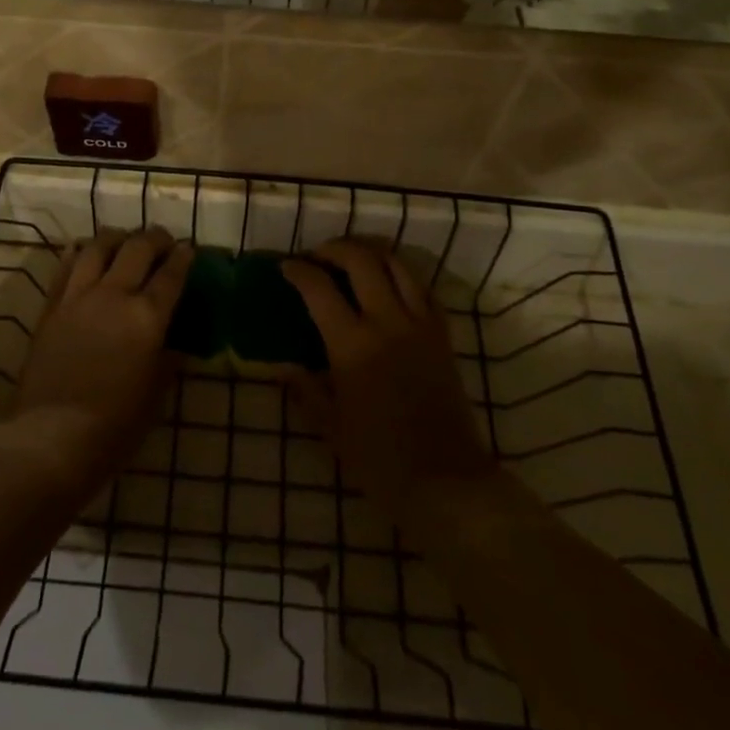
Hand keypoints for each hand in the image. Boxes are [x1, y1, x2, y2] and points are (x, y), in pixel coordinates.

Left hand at [4, 229, 190, 498]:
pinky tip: (85, 250)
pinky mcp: (52, 306)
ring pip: (99, 247)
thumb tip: (173, 343)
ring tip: (124, 240)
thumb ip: (166, 360)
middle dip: (154, 238)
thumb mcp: (154, 395)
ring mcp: (79, 297)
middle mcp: (114, 296)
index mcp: (147, 317)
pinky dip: (80, 252)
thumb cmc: (114, 427)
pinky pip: (66, 266)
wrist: (50, 437)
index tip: (187, 249)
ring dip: (116, 237)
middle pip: (137, 249)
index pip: (170, 275)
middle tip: (162, 240)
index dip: (182, 258)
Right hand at [281, 240, 497, 523]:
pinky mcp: (442, 334)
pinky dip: (403, 275)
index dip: (298, 271)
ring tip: (353, 258)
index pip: (318, 289)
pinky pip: (423, 289)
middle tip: (318, 256)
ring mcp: (419, 324)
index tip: (286, 267)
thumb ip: (306, 390)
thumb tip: (283, 366)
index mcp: (352, 345)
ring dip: (370, 252)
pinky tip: (390, 283)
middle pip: (360, 261)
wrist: (446, 481)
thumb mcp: (331, 427)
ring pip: (396, 264)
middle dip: (334, 248)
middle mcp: (386, 322)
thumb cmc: (380, 459)